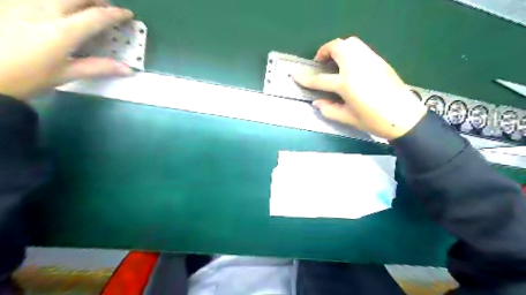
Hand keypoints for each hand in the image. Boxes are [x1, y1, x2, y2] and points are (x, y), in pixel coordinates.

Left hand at [0, 0, 134, 98]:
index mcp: (63, 31)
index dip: (116, 14)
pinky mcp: (8, 2)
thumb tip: (128, 70)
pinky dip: (55, 2)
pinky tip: (57, 9)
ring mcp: (23, 2)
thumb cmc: (28, 77)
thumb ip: (98, 67)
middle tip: (106, 9)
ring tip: (84, 7)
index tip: (128, 15)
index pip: (97, 16)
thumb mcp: (66, 75)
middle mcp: (44, 10)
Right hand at [295, 37, 426, 140]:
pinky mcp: (379, 61)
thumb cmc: (374, 120)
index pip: (320, 79)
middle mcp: (357, 67)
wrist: (404, 117)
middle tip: (320, 63)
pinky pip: (361, 49)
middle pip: (337, 47)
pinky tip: (350, 66)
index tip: (296, 75)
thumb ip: (329, 109)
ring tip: (334, 62)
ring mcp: (370, 61)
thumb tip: (316, 102)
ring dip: (338, 48)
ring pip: (351, 43)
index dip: (306, 78)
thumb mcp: (348, 118)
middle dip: (324, 51)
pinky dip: (351, 52)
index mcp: (347, 84)